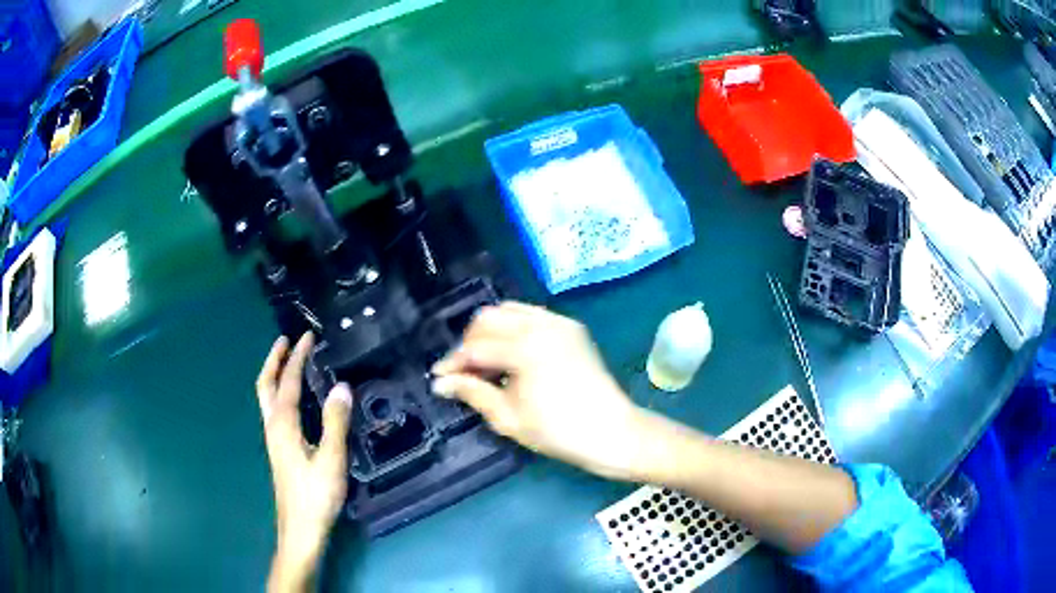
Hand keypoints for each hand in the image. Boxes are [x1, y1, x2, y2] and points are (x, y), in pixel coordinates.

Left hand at [256, 333, 351, 591]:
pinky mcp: (280, 449)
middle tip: (286, 340)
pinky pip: (275, 409)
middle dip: (274, 360)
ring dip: (276, 375)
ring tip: (289, 361)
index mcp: (283, 425)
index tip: (307, 337)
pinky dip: (281, 392)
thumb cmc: (316, 495)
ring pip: (268, 397)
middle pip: (266, 385)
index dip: (297, 357)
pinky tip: (296, 400)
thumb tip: (341, 387)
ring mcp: (274, 439)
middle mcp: (273, 426)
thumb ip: (335, 423)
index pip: (288, 382)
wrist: (300, 528)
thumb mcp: (331, 460)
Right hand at [431, 302, 645, 479]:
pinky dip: (513, 328)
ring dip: (490, 331)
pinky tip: (510, 354)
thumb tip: (442, 383)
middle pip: (489, 318)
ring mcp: (559, 322)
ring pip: (509, 311)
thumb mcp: (508, 417)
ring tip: (484, 362)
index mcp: (525, 347)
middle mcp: (541, 324)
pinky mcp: (571, 327)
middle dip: (470, 342)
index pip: (475, 346)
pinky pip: (531, 316)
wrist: (611, 432)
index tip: (439, 377)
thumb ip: (473, 392)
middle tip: (463, 370)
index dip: (453, 362)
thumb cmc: (558, 431)